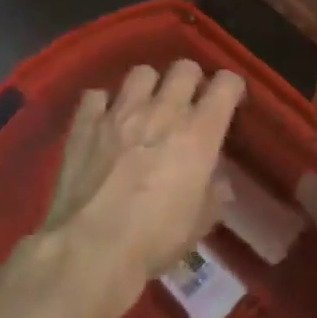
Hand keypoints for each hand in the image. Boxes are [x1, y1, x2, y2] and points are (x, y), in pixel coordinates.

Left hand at [30, 61, 244, 317]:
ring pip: (142, 72)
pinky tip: (105, 122)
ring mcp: (120, 113)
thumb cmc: (156, 238)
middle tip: (187, 105)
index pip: (226, 83)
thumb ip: (214, 192)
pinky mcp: (84, 125)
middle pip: (185, 67)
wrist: (91, 250)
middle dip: (191, 81)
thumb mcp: (201, 222)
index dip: (231, 88)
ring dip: (149, 86)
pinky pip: (96, 95)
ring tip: (145, 108)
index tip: (230, 105)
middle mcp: (163, 111)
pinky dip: (104, 104)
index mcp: (199, 132)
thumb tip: (217, 181)